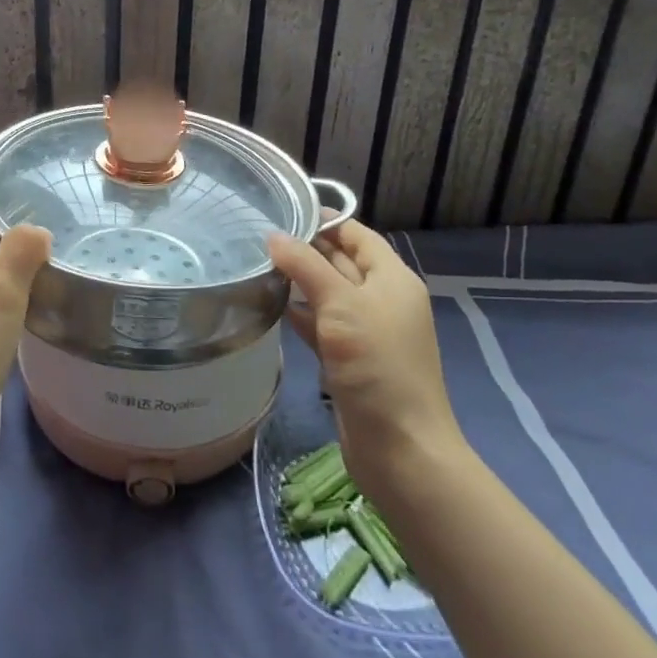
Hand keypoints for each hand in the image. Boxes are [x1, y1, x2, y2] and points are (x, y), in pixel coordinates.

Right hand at [268, 219, 463, 482]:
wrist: (400, 448)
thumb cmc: (377, 364)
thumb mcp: (341, 305)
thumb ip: (306, 266)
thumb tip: (273, 235)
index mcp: (392, 278)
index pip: (357, 234)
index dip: (324, 219)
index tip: (281, 209)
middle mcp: (381, 299)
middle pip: (341, 261)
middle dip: (305, 248)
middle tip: (257, 236)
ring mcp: (366, 331)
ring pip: (328, 294)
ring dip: (298, 281)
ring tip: (256, 264)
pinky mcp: (349, 359)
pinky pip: (322, 324)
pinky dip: (300, 313)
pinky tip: (271, 305)